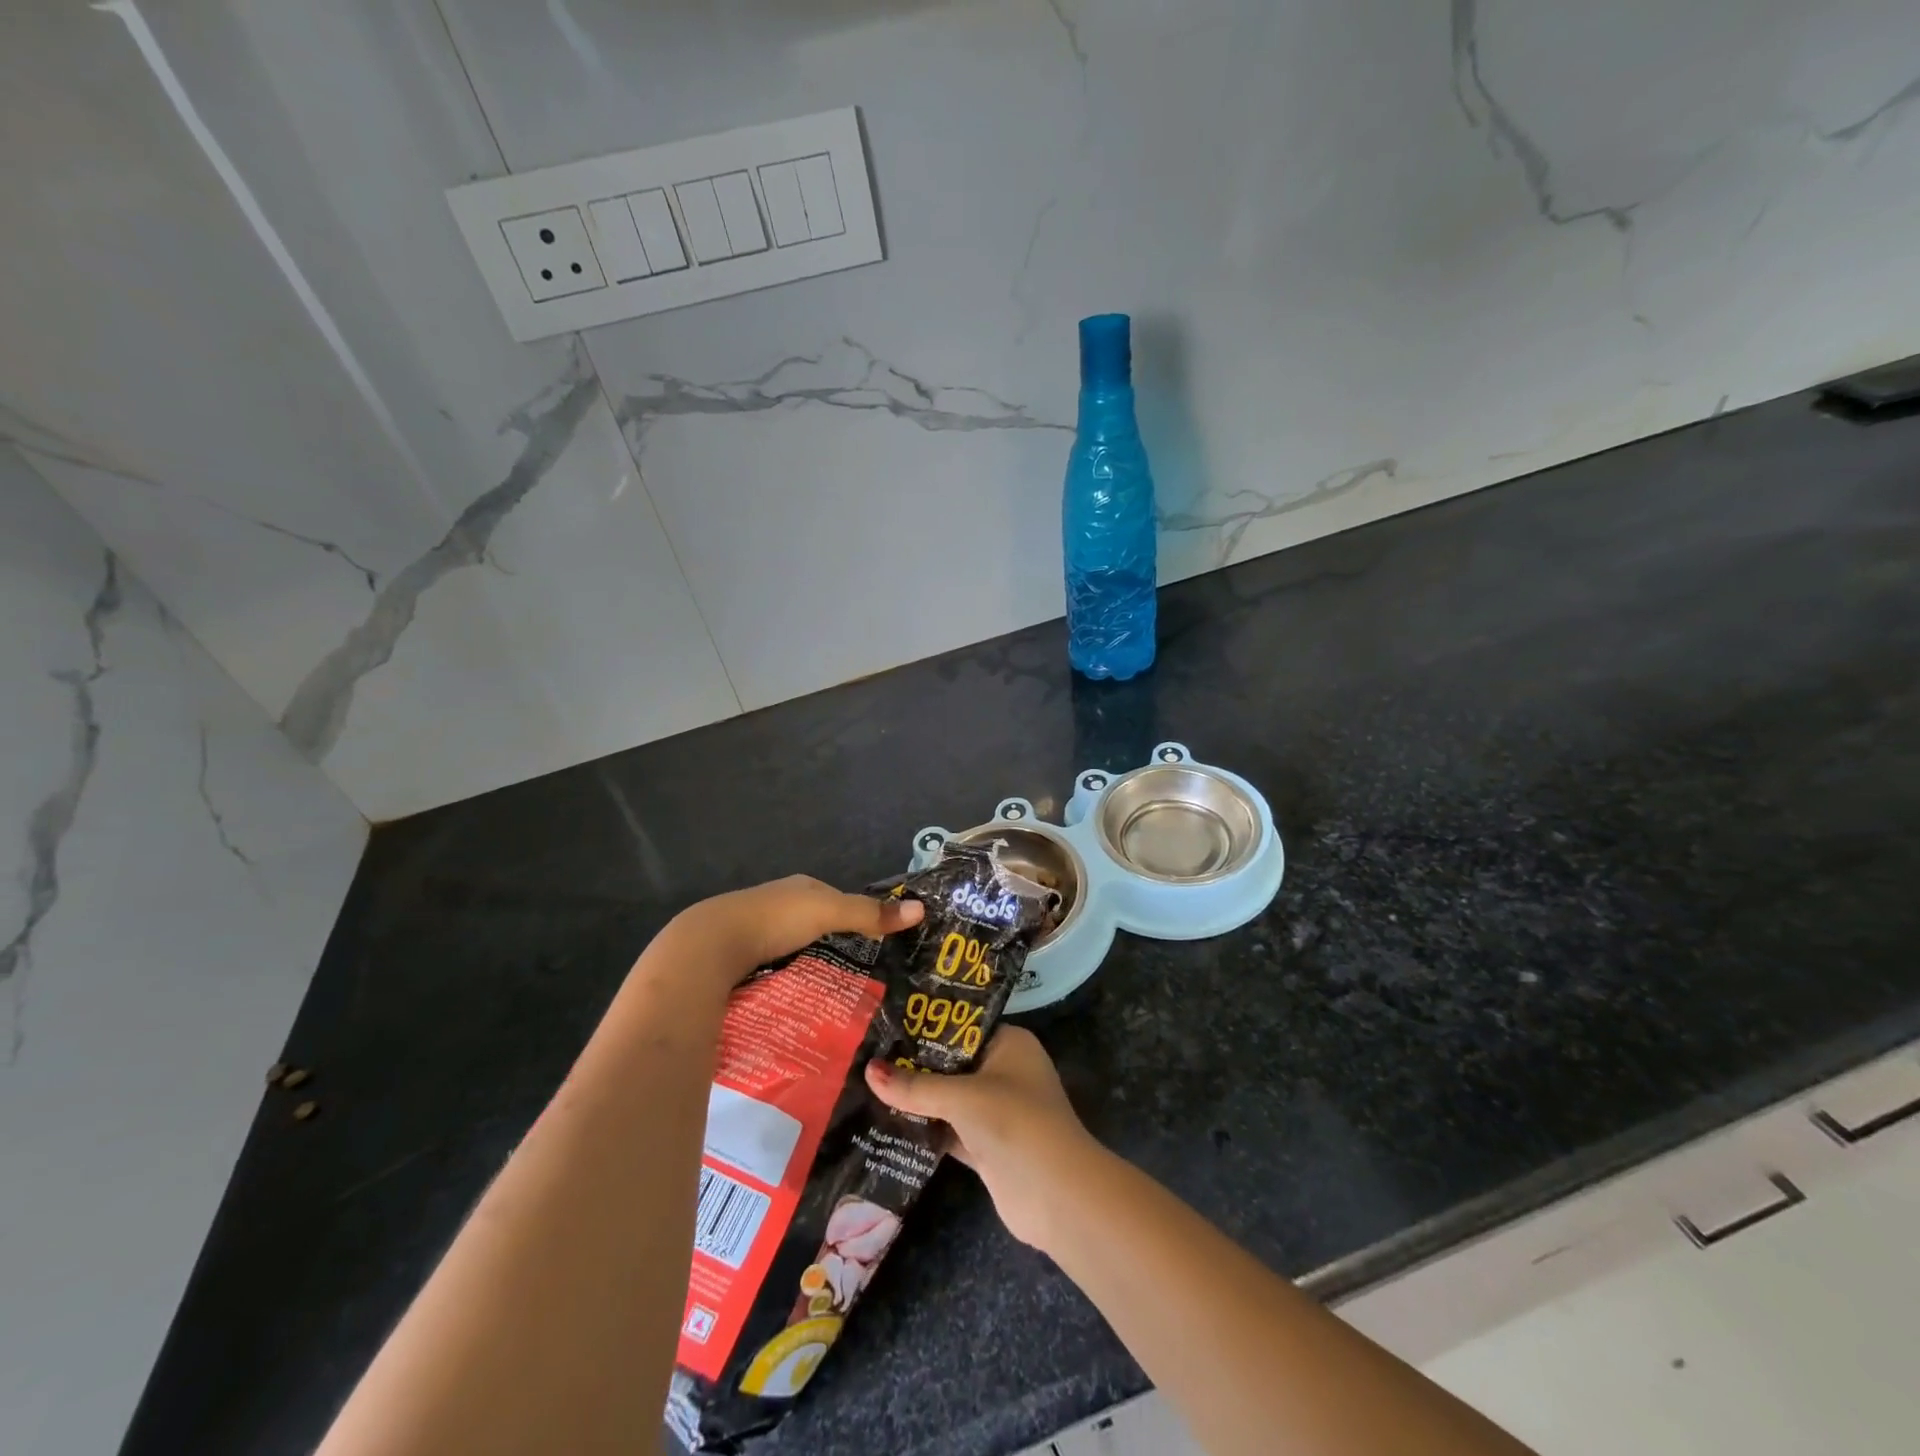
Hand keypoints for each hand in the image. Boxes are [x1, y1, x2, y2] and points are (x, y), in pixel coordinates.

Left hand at [647, 875, 923, 1001]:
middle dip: (832, 944)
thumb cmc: (774, 920)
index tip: (877, 946)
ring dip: (807, 963)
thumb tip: (921, 909)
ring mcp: (754, 930)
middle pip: (813, 924)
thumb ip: (870, 913)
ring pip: (791, 947)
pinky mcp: (737, 958)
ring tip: (832, 992)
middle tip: (859, 976)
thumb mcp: (828, 912)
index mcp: (799, 888)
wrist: (709, 946)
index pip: (835, 900)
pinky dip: (785, 978)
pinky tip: (795, 996)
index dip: (856, 918)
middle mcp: (776, 903)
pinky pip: (771, 967)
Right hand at [865, 1027, 1098, 1249]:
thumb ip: (915, 1087)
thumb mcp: (962, 1097)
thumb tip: (868, 1071)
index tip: (886, 1023)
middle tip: (867, 1053)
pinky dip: (924, 1129)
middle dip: (915, 1064)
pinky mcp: (986, 1145)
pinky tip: (886, 1124)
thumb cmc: (1014, 1122)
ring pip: (948, 1098)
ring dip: (916, 1098)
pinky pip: (948, 1130)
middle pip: (952, 1063)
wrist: (1055, 1195)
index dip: (926, 1025)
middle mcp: (1004, 1071)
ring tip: (868, 1084)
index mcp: (1009, 1043)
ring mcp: (996, 1111)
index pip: (962, 1026)